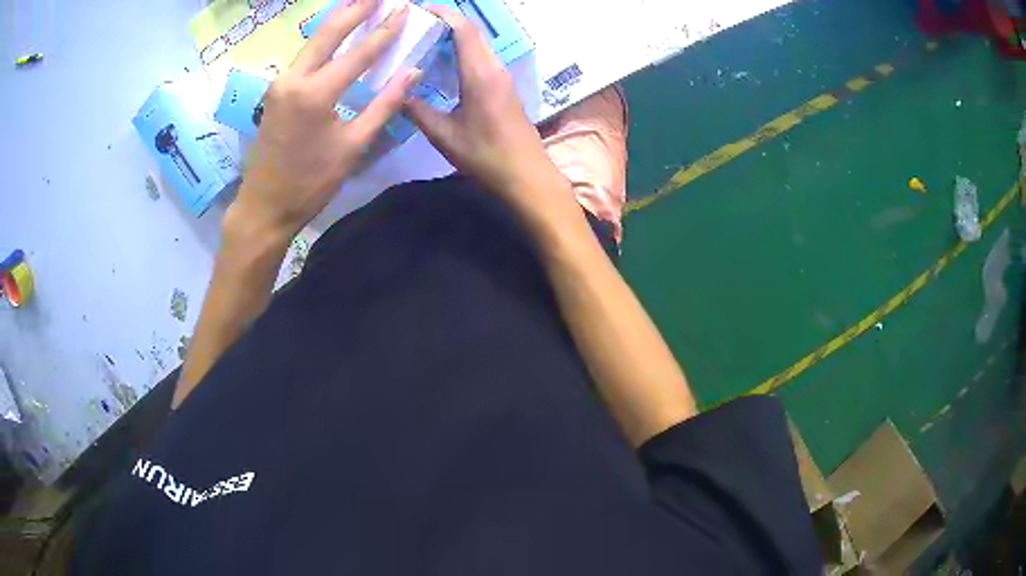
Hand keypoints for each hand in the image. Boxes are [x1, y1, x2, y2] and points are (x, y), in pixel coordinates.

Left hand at [227, 0, 419, 242]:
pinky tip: (335, 32)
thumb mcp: (353, 146)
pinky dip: (323, 41)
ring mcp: (280, 83)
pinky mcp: (275, 91)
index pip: (358, 52)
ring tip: (359, 4)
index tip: (404, 9)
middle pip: (328, 33)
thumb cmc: (311, 183)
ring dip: (337, 21)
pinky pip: (303, 57)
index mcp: (316, 93)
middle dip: (355, 9)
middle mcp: (294, 78)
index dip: (385, 30)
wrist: (264, 206)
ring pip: (312, 41)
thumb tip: (411, 73)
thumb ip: (384, 105)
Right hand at [405, 6, 560, 205]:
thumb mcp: (445, 136)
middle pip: (473, 32)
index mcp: (481, 74)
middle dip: (446, 22)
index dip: (444, 14)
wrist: (527, 176)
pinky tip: (444, 64)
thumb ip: (419, 111)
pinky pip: (483, 58)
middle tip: (416, 25)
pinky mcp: (505, 87)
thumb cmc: (486, 156)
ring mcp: (503, 77)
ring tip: (425, 40)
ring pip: (479, 45)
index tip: (421, 9)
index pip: (464, 30)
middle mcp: (495, 69)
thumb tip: (397, 93)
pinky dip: (463, 52)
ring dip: (455, 36)